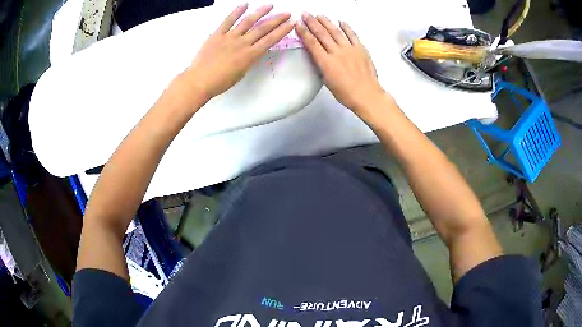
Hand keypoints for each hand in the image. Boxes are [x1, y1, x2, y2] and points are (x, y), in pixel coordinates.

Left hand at [182, 4, 293, 101]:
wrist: (199, 81)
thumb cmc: (221, 82)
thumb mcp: (241, 73)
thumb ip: (249, 59)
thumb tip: (254, 49)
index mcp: (250, 55)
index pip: (270, 39)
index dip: (282, 30)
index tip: (291, 23)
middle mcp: (242, 43)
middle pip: (262, 28)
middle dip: (277, 20)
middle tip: (287, 13)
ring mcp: (229, 37)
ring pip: (248, 21)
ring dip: (260, 12)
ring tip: (270, 5)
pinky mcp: (217, 34)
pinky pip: (228, 21)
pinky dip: (236, 12)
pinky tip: (245, 4)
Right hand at [295, 14, 387, 113]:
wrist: (367, 95)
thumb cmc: (345, 93)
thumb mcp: (327, 81)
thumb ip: (321, 65)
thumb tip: (318, 54)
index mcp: (326, 62)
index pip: (312, 43)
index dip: (303, 32)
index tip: (297, 24)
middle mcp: (336, 52)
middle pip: (322, 34)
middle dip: (312, 22)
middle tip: (305, 14)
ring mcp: (349, 49)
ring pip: (335, 31)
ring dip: (326, 22)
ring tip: (319, 15)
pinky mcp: (361, 49)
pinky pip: (352, 35)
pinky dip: (347, 27)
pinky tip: (341, 21)